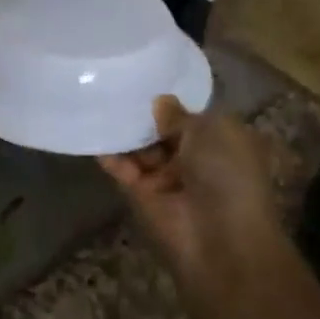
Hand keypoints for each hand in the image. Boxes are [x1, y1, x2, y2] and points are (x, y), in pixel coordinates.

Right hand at [98, 95, 283, 284]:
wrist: (219, 239)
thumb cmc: (228, 175)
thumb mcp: (210, 131)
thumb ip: (179, 115)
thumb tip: (160, 101)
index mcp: (222, 144)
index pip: (193, 119)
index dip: (174, 102)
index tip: (149, 78)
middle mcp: (195, 161)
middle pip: (163, 133)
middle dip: (146, 115)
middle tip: (119, 84)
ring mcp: (165, 180)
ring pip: (140, 150)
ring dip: (125, 131)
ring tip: (101, 98)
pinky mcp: (139, 196)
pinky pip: (121, 168)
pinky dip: (108, 153)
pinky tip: (92, 127)